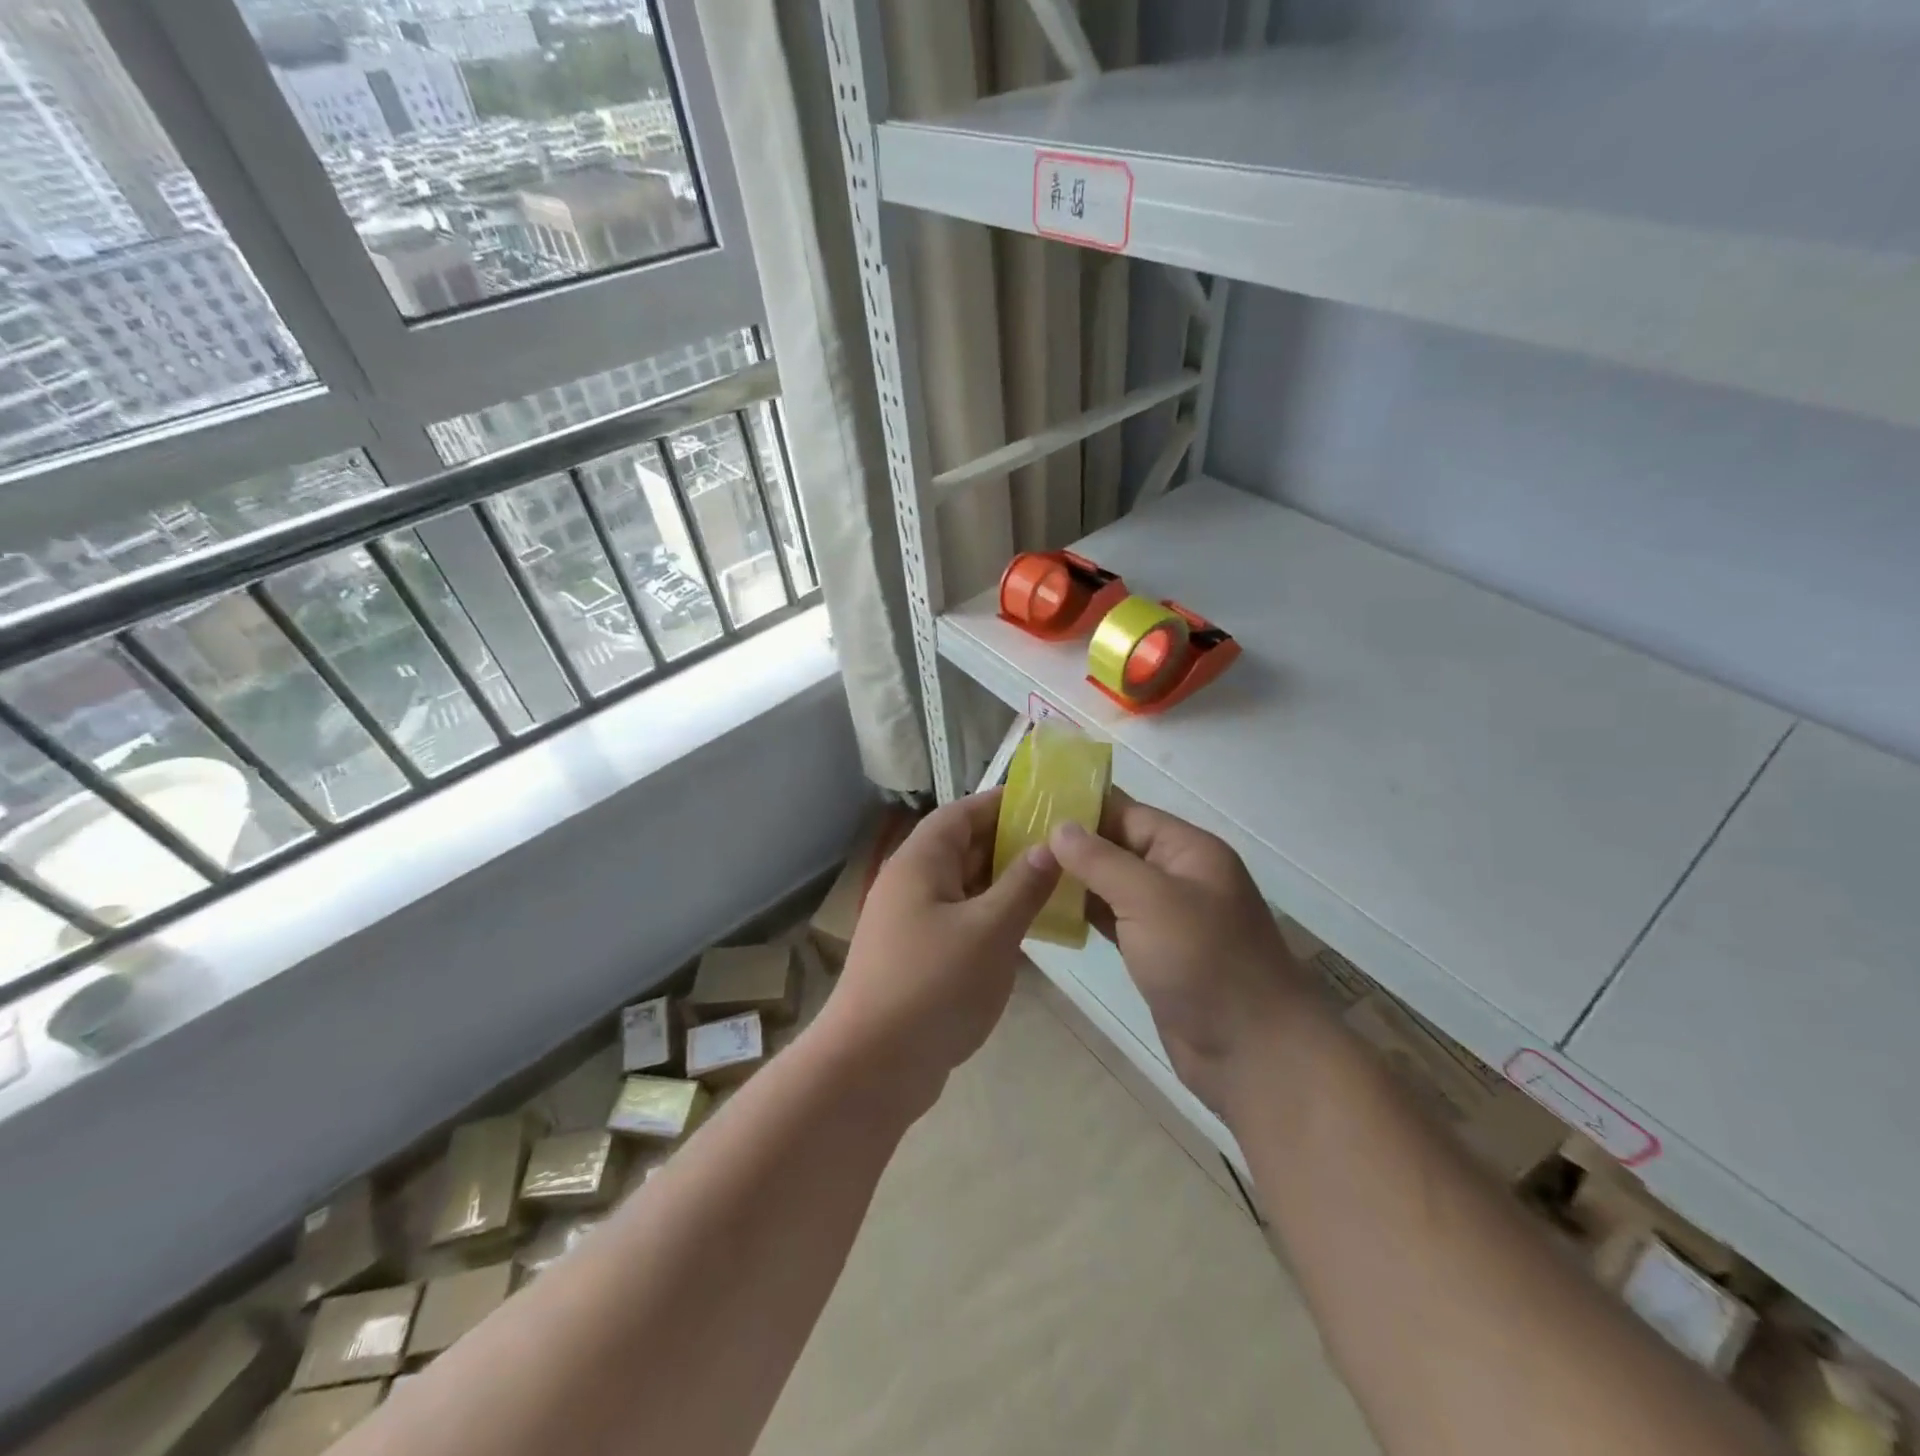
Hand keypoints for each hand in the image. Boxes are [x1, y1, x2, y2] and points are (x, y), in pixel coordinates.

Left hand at [819, 791, 1059, 1109]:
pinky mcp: (917, 955)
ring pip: (963, 886)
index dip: (1001, 804)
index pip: (962, 813)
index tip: (1046, 803)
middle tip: (1061, 846)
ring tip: (1054, 883)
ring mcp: (911, 921)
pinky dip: (990, 916)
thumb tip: (1050, 847)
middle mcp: (911, 883)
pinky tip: (1024, 929)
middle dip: (1009, 844)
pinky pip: (960, 919)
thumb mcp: (990, 931)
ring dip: (1002, 883)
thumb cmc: (933, 985)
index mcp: (920, 862)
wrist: (873, 1065)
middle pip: (962, 847)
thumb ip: (1023, 885)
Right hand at [1042, 791, 1319, 1118]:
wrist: (1253, 1053)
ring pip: (1111, 884)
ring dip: (1072, 878)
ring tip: (1019, 869)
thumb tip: (1059, 827)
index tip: (1029, 804)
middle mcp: (1177, 876)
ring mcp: (1166, 916)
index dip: (1080, 807)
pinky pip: (1112, 919)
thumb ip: (1102, 860)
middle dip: (1070, 843)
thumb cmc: (1205, 962)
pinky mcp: (1153, 952)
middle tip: (1011, 839)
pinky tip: (1044, 908)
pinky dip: (1082, 912)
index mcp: (1187, 850)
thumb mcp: (1151, 899)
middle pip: (1117, 846)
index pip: (1127, 813)